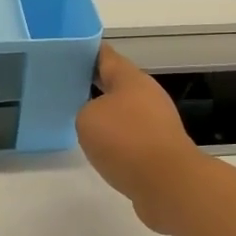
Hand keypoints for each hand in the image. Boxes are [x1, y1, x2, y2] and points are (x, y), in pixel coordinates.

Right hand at [76, 44, 209, 232]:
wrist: (167, 183)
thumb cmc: (125, 141)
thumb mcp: (88, 118)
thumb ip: (86, 110)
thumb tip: (98, 119)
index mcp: (131, 79)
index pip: (105, 56)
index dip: (86, 52)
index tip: (68, 52)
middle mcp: (147, 95)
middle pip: (117, 84)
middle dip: (95, 84)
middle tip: (67, 87)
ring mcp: (157, 122)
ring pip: (125, 111)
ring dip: (107, 114)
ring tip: (80, 120)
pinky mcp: (160, 149)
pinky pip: (131, 136)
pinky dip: (117, 139)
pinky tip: (102, 148)